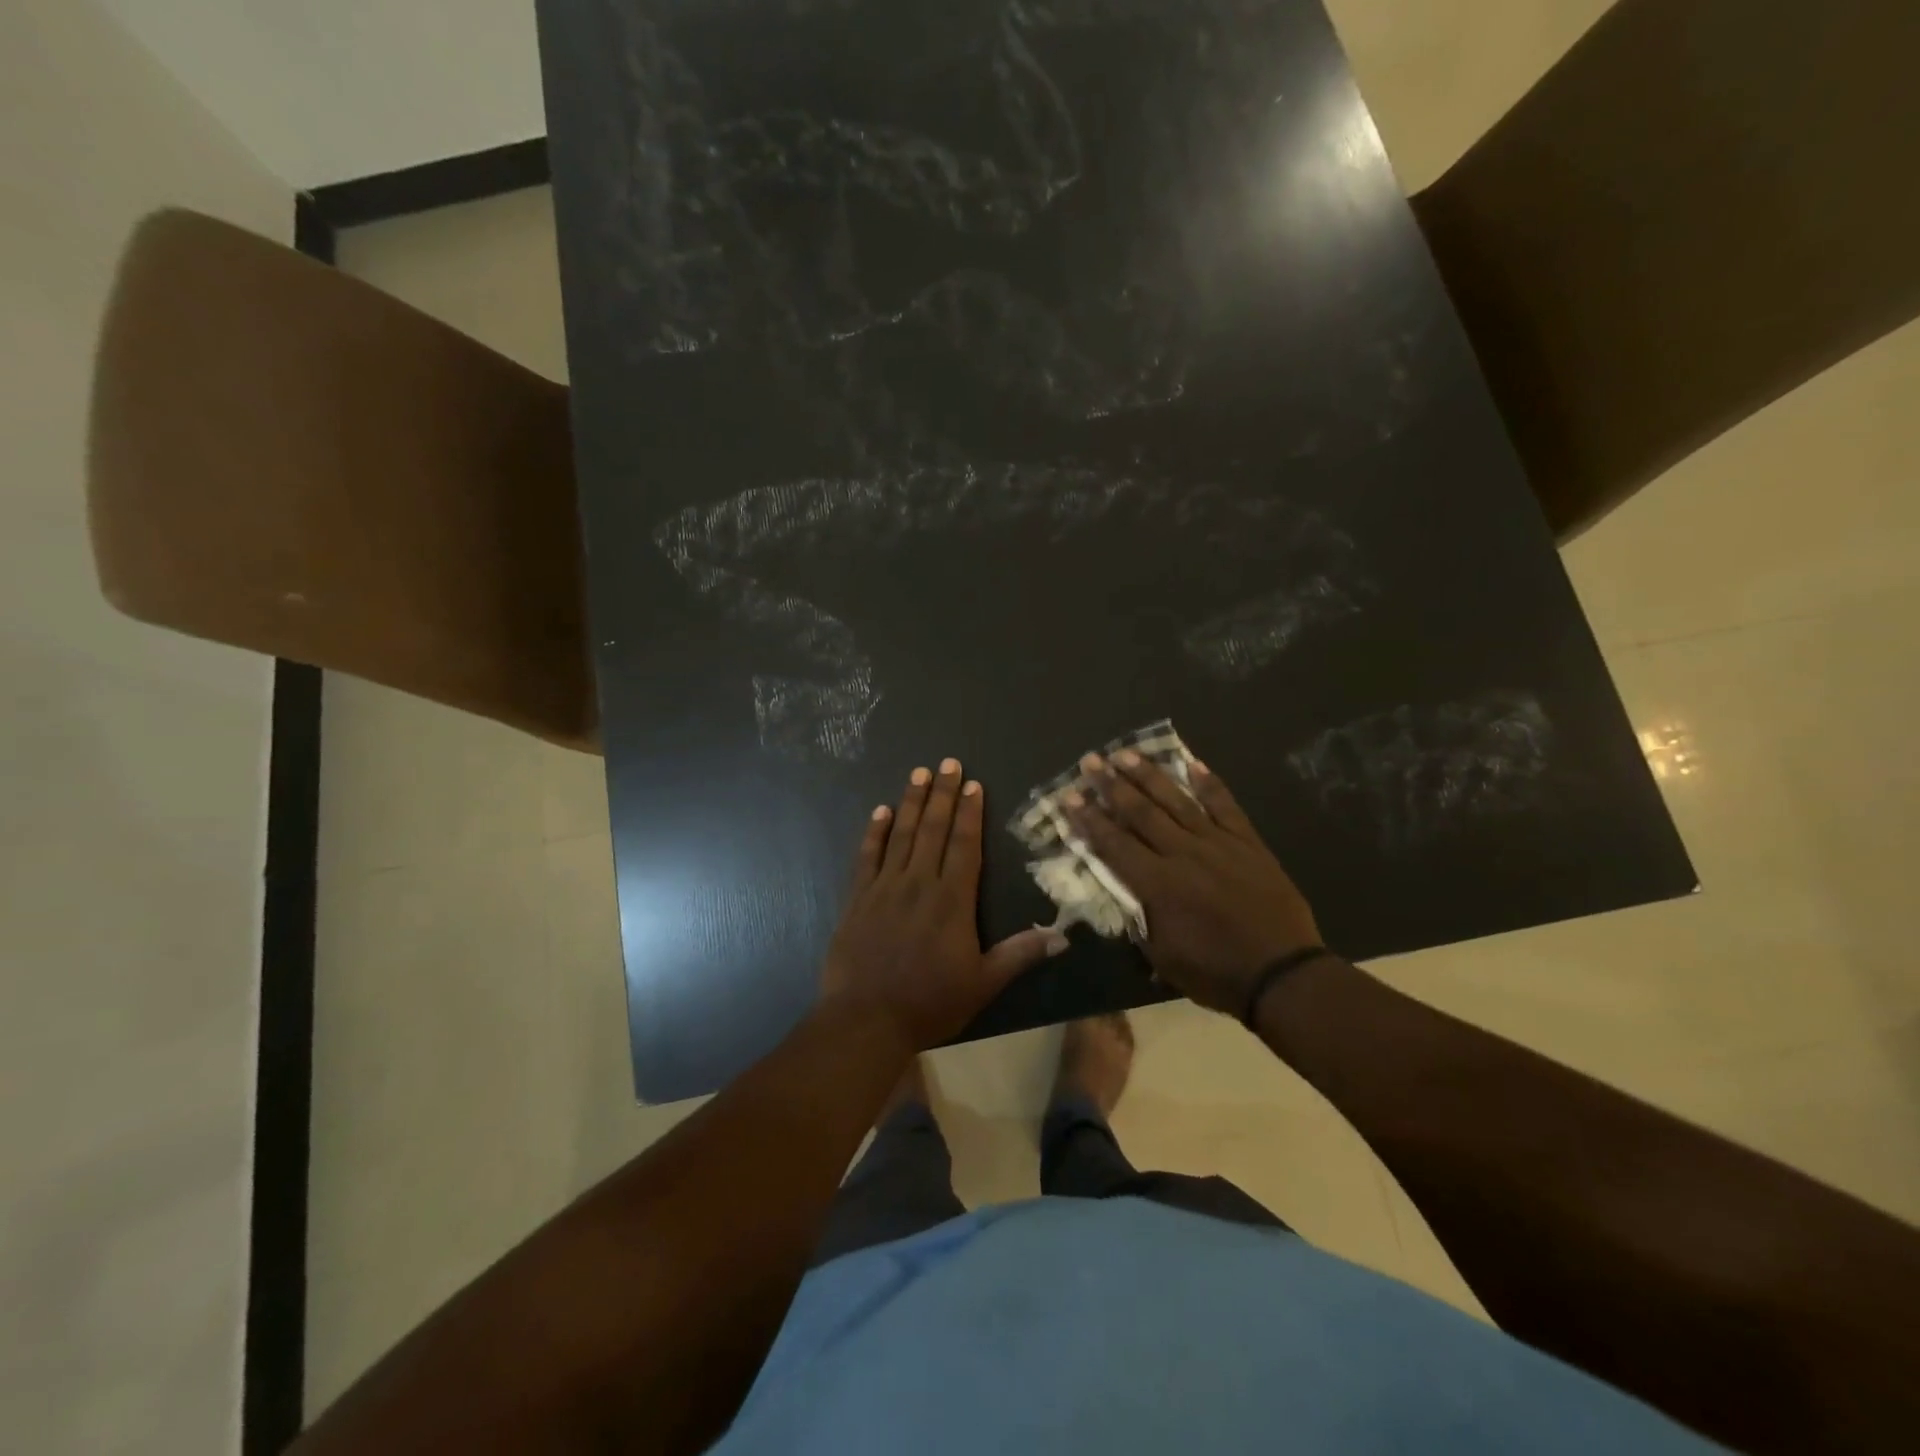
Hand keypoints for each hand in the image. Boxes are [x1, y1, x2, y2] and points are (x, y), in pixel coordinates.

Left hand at [822, 758, 1066, 1050]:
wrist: (866, 1019)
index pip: (965, 845)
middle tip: (948, 762)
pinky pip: (867, 857)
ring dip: (911, 802)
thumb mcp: (983, 983)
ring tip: (919, 773)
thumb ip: (1020, 954)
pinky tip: (880, 812)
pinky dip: (874, 833)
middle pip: (933, 829)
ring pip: (901, 835)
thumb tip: (1063, 934)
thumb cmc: (930, 1003)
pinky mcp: (858, 898)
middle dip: (943, 794)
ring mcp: (885, 887)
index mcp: (952, 900)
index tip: (974, 784)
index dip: (971, 813)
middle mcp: (919, 883)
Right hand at [1067, 752, 1322, 1016]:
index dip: (1089, 819)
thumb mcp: (1161, 957)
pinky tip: (1192, 763)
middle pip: (1140, 812)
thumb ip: (1138, 920)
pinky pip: (1225, 806)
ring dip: (1148, 776)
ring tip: (1126, 753)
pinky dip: (1208, 784)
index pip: (1114, 844)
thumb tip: (1123, 893)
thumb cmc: (1215, 973)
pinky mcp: (1247, 843)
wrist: (1282, 975)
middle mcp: (1182, 854)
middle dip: (1111, 785)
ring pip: (1176, 801)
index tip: (1069, 797)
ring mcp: (1217, 843)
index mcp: (1157, 884)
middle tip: (1090, 761)